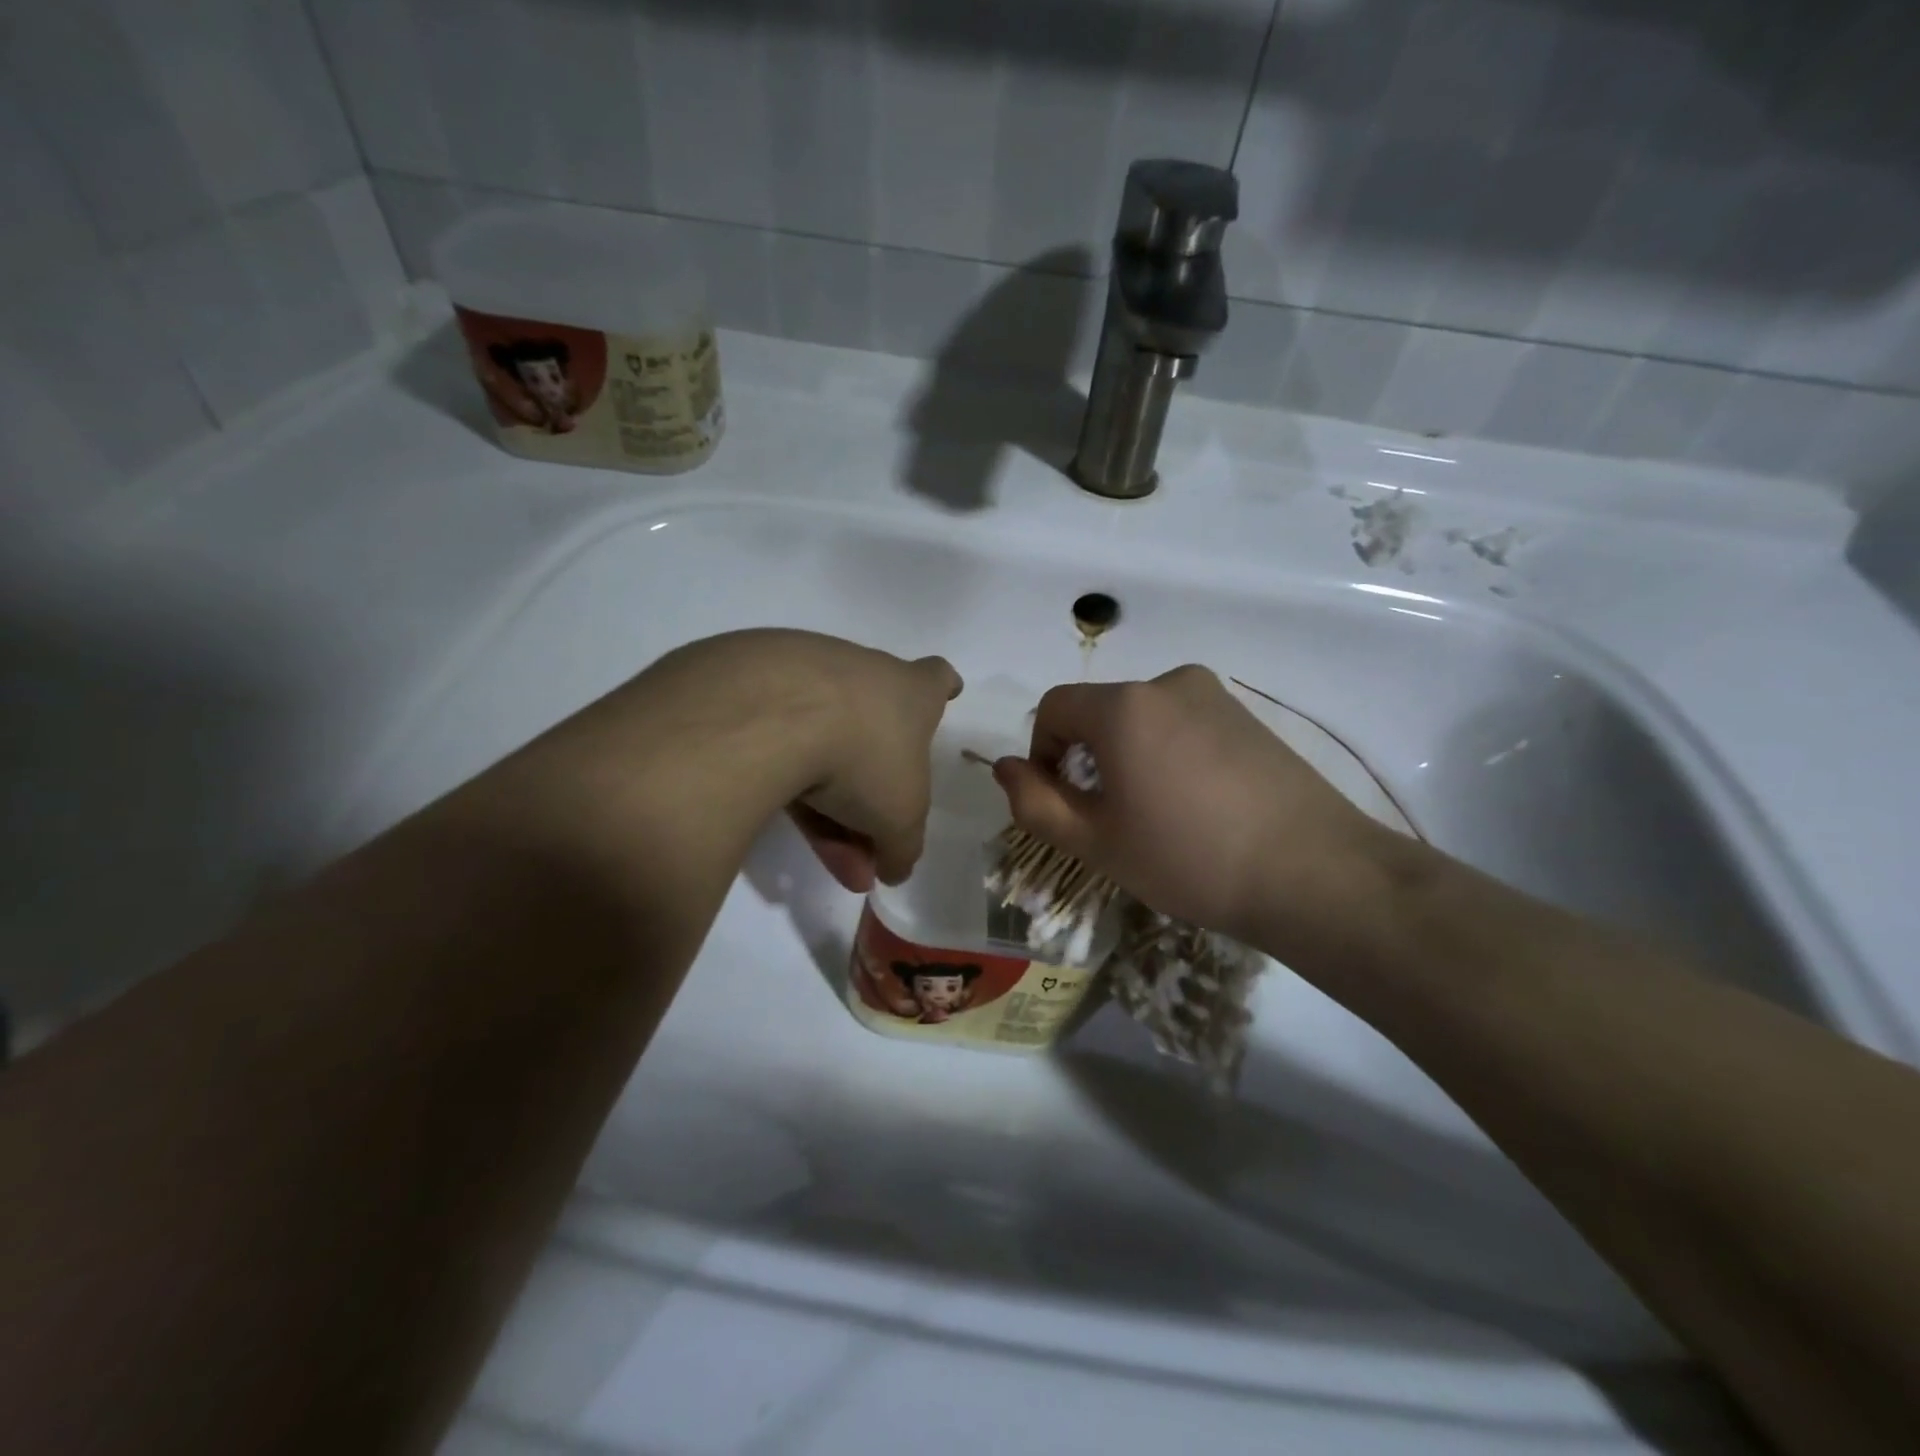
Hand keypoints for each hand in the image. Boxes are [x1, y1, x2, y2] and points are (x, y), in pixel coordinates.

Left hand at [773, 634, 962, 891]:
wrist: (774, 714)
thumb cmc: (864, 756)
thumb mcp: (899, 818)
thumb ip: (902, 847)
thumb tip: (895, 869)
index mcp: (910, 691)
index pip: (936, 679)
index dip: (944, 687)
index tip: (948, 692)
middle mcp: (863, 673)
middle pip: (873, 728)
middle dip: (871, 786)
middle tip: (866, 842)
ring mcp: (806, 675)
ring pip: (823, 742)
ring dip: (826, 799)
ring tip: (820, 852)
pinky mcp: (756, 689)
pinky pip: (778, 740)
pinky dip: (784, 778)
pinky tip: (780, 818)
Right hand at [991, 666, 1392, 953]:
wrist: (1313, 873)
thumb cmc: (1188, 858)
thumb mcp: (1096, 841)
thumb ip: (1035, 802)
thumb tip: (1004, 767)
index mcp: (1124, 706)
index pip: (1054, 707)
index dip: (1041, 751)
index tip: (1061, 801)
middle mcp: (1168, 683)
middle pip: (1100, 711)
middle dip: (1087, 757)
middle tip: (1108, 817)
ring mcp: (1215, 696)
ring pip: (1144, 718)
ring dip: (1129, 756)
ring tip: (1156, 814)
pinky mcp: (1249, 716)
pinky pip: (1185, 724)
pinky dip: (1170, 753)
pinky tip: (1198, 804)